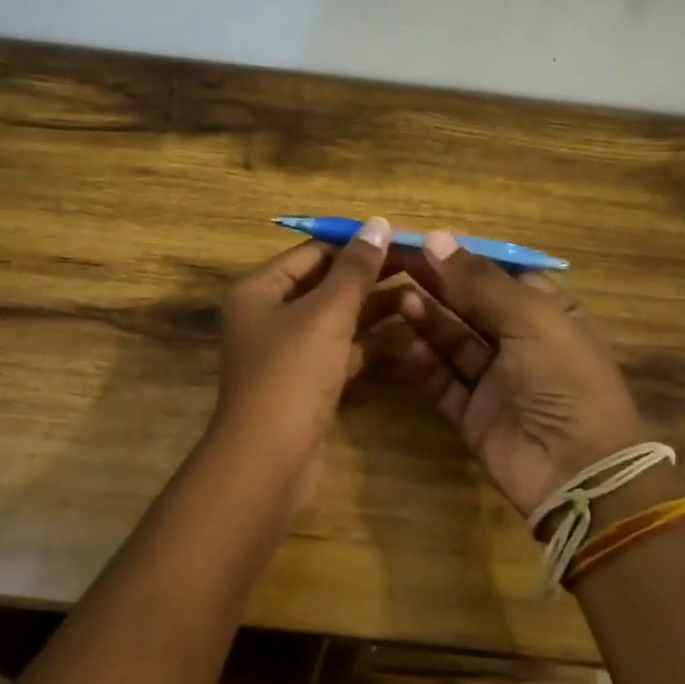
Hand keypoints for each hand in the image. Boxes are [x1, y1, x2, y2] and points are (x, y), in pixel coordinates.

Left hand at [211, 216, 398, 496]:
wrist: (268, 461)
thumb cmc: (291, 375)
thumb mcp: (325, 314)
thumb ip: (355, 269)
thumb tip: (378, 223)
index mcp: (260, 290)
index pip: (313, 253)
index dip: (356, 245)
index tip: (403, 242)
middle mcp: (270, 316)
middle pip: (326, 285)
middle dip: (371, 277)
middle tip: (423, 269)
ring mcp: (289, 353)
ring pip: (338, 320)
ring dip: (376, 309)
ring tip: (424, 297)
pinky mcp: (308, 384)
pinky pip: (343, 352)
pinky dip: (371, 343)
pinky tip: (410, 334)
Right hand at [374, 231, 649, 520]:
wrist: (577, 472)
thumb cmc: (565, 380)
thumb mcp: (530, 318)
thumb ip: (480, 280)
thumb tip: (436, 237)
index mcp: (548, 313)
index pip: (500, 274)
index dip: (464, 257)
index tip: (424, 240)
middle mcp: (521, 342)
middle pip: (472, 305)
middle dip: (439, 284)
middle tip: (397, 263)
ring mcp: (496, 380)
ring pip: (454, 341)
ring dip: (430, 320)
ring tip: (401, 300)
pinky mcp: (474, 413)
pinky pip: (444, 382)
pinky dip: (427, 365)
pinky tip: (411, 348)